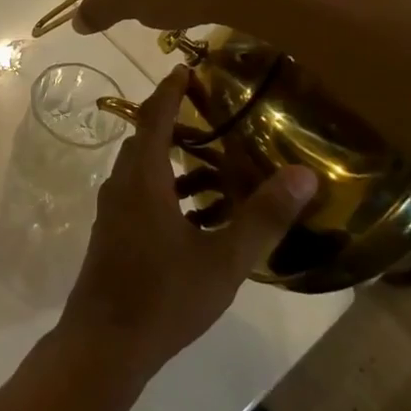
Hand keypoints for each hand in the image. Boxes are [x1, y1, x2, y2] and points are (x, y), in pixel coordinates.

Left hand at [57, 68, 317, 386]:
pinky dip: (168, 188)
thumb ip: (263, 217)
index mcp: (143, 179)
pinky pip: (141, 193)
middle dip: (174, 121)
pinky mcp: (115, 233)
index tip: (186, 68)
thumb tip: (304, 174)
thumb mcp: (224, 259)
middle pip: (146, 140)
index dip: (169, 91)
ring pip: (144, 169)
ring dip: (173, 159)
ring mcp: (114, 210)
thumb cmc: (164, 296)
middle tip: (211, 112)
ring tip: (215, 159)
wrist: (106, 342)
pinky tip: (200, 210)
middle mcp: (122, 185)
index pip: (154, 118)